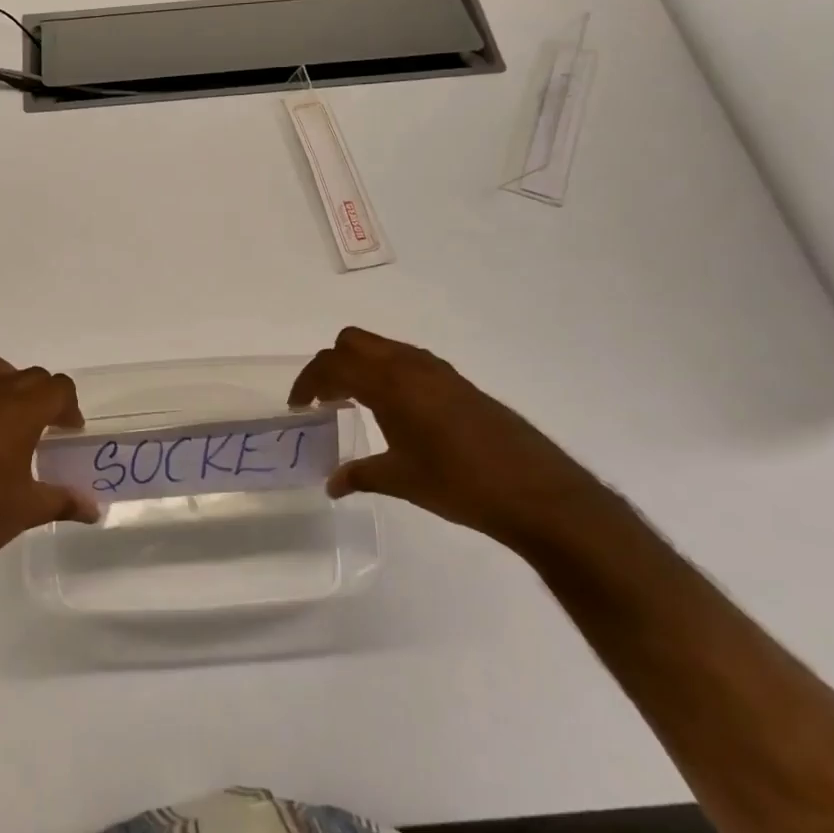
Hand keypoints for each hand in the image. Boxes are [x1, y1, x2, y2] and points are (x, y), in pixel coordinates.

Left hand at [0, 353, 96, 608]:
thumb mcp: (28, 510)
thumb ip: (64, 501)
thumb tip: (95, 510)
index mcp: (19, 413)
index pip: (57, 388)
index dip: (68, 407)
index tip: (68, 431)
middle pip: (27, 376)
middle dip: (42, 396)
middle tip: (44, 428)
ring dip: (3, 380)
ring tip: (6, 411)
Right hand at [290, 327, 599, 547]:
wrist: (535, 491)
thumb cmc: (458, 483)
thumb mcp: (400, 480)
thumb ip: (359, 475)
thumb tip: (332, 484)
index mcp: (389, 384)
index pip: (332, 365)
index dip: (307, 381)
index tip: (298, 407)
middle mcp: (410, 365)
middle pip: (353, 341)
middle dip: (331, 364)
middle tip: (324, 399)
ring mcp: (437, 370)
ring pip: (382, 347)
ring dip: (360, 366)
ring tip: (354, 404)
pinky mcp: (457, 382)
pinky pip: (407, 361)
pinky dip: (386, 373)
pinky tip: (394, 411)